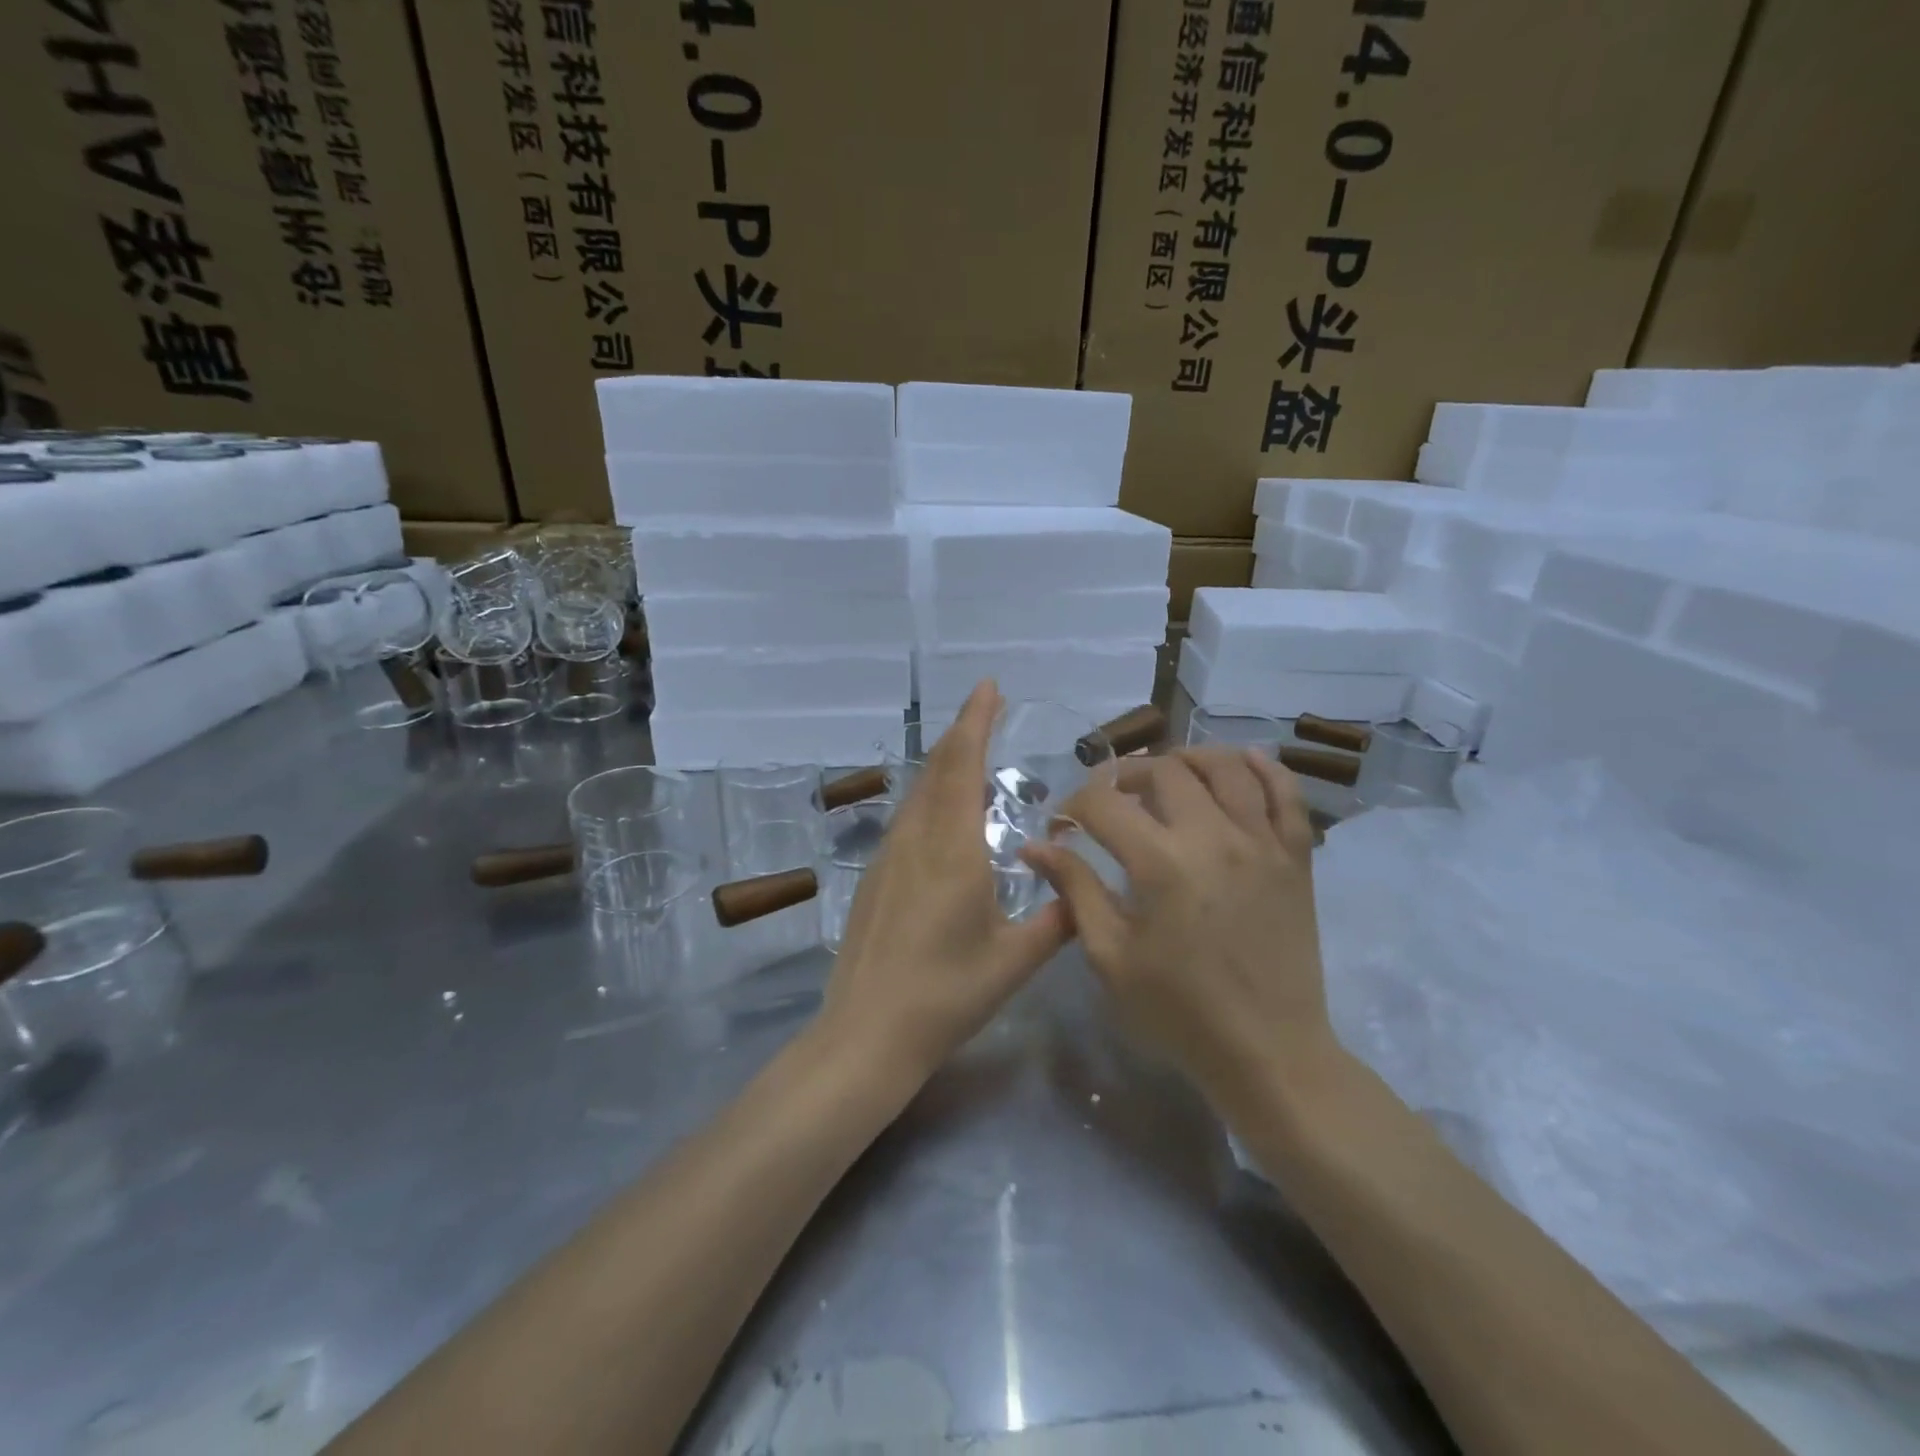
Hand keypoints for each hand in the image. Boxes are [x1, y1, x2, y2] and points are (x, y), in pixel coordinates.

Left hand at [820, 681, 1069, 1085]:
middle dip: (964, 733)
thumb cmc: (945, 995)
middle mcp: (916, 840)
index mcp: (952, 850)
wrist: (866, 1032)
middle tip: (988, 708)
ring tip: (974, 754)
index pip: (963, 767)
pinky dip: (932, 796)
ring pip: (919, 792)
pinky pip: (908, 818)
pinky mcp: (876, 876)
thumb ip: (1055, 923)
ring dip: (946, 764)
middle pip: (938, 769)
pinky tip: (947, 815)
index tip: (988, 688)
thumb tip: (1085, 894)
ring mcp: (889, 856)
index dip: (975, 722)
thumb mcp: (1013, 962)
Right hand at [1024, 747, 1334, 1109]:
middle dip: (1124, 774)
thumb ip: (1076, 890)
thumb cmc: (1179, 1011)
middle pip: (1163, 771)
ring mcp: (1261, 842)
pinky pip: (1285, 794)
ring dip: (1187, 759)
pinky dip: (1265, 768)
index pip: (1104, 803)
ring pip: (1225, 768)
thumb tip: (1035, 847)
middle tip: (1109, 799)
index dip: (1073, 805)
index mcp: (1160, 863)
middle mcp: (1213, 836)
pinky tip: (1242, 761)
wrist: (1269, 1052)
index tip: (1062, 825)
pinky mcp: (1295, 857)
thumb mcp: (1111, 956)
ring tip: (1166, 773)